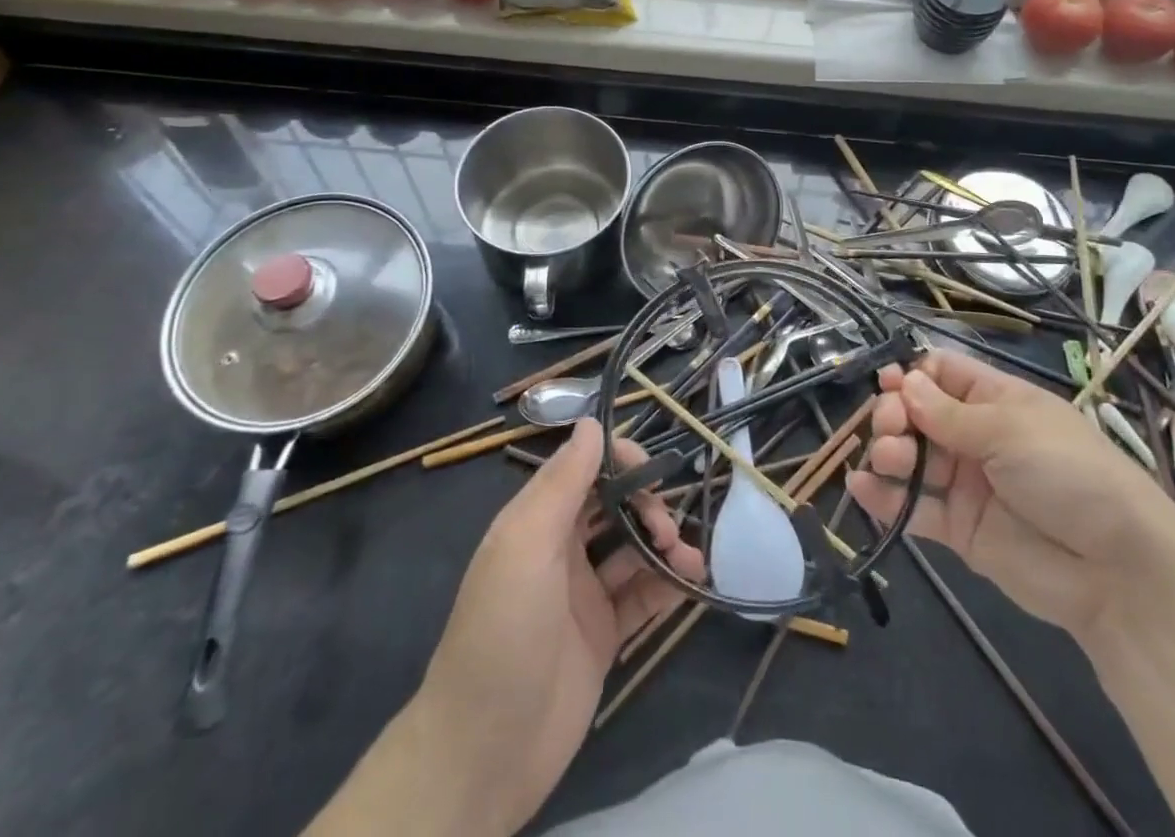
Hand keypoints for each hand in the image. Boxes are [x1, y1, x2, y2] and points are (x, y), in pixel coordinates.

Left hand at [406, 420, 703, 834]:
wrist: (483, 754)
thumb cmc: (502, 632)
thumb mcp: (525, 546)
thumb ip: (562, 483)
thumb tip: (591, 421)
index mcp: (537, 520)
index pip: (586, 468)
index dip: (621, 460)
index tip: (653, 471)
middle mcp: (561, 550)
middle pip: (616, 506)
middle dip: (648, 506)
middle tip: (669, 530)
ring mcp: (583, 595)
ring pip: (634, 550)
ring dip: (665, 545)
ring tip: (690, 559)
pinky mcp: (602, 637)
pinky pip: (642, 598)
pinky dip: (668, 585)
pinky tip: (691, 584)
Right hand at [849, 351, 1174, 642]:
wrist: (1116, 571)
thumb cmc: (1069, 474)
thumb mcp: (1011, 430)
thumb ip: (950, 413)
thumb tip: (904, 382)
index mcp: (996, 401)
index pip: (943, 374)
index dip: (913, 375)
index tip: (889, 382)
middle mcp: (977, 437)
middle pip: (919, 414)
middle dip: (897, 414)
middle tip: (891, 427)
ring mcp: (966, 483)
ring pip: (913, 458)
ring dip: (889, 452)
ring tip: (888, 459)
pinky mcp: (959, 529)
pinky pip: (914, 508)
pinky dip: (884, 498)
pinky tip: (861, 487)